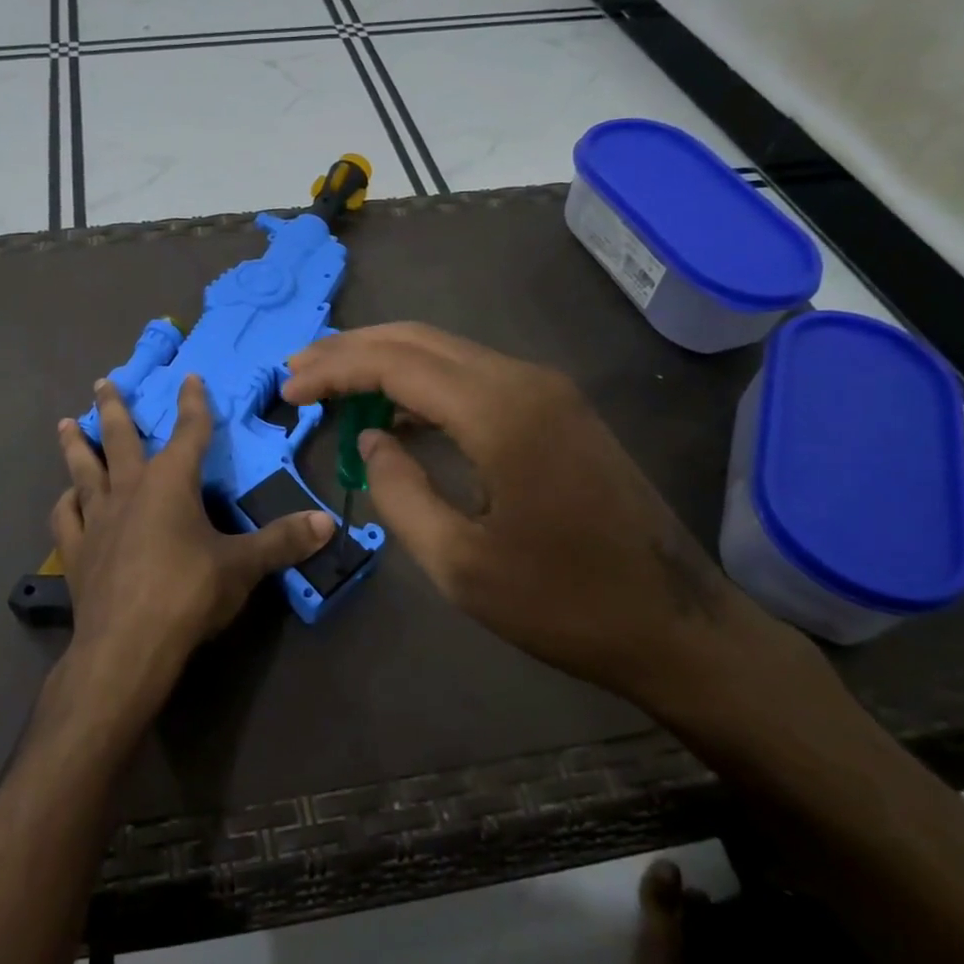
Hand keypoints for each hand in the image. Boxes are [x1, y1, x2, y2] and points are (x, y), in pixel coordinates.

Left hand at [51, 374, 333, 719]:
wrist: (127, 647)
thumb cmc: (188, 594)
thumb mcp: (243, 567)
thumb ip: (283, 542)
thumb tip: (328, 523)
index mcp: (170, 483)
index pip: (188, 432)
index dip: (193, 403)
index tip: (190, 378)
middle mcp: (129, 490)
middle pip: (120, 438)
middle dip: (114, 407)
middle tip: (103, 381)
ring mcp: (97, 519)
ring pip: (83, 470)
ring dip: (76, 445)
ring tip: (66, 424)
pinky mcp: (76, 551)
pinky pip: (66, 517)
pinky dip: (66, 503)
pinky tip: (67, 498)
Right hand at [282, 323, 788, 711]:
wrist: (675, 624)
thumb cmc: (563, 602)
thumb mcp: (459, 563)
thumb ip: (399, 492)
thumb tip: (371, 438)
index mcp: (499, 411)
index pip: (395, 363)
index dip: (334, 369)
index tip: (288, 388)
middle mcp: (523, 380)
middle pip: (418, 340)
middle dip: (351, 349)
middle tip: (298, 369)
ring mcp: (546, 390)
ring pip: (446, 351)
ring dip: (385, 360)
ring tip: (332, 383)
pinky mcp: (556, 408)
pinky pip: (473, 375)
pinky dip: (423, 382)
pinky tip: (395, 410)